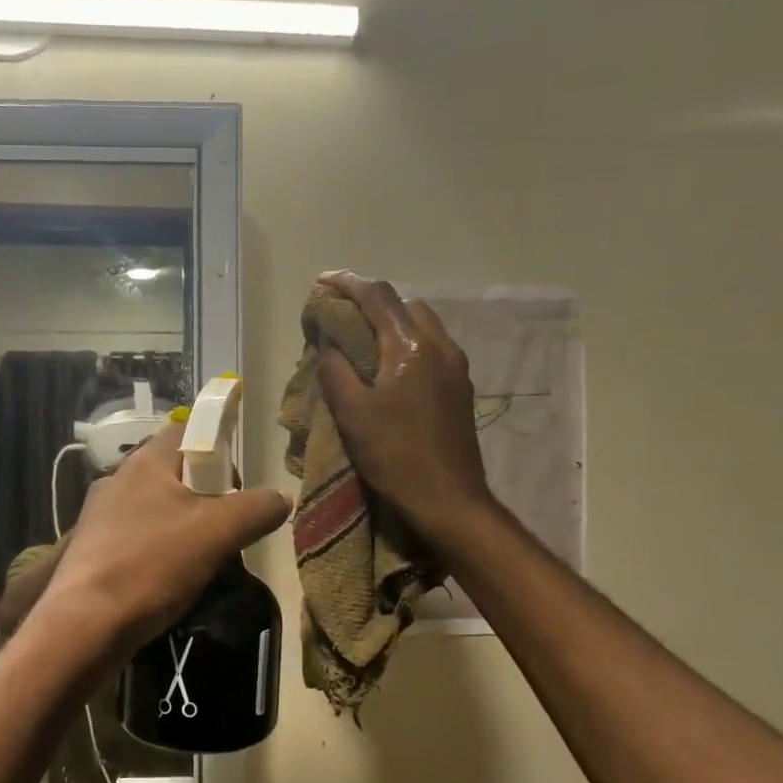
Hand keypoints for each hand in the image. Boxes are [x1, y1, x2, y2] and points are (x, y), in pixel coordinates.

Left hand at [39, 420, 290, 655]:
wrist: (85, 625)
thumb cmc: (152, 565)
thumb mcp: (217, 533)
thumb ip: (256, 508)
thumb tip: (282, 497)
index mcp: (144, 463)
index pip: (186, 430)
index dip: (217, 447)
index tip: (237, 482)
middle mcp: (117, 480)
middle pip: (173, 473)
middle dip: (205, 496)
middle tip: (227, 527)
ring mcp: (100, 517)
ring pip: (155, 509)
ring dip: (184, 527)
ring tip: (205, 558)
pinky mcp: (93, 551)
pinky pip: (138, 539)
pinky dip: (160, 551)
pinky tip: (171, 579)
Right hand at [313, 271, 492, 540]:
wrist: (449, 500)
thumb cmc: (395, 456)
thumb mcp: (351, 413)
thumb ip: (335, 370)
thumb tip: (329, 344)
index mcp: (411, 348)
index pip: (378, 297)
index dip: (347, 283)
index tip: (322, 281)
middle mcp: (440, 347)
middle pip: (404, 304)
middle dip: (371, 301)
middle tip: (340, 314)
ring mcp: (456, 368)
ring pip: (422, 324)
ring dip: (391, 322)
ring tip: (361, 339)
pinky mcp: (460, 389)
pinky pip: (431, 347)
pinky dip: (405, 343)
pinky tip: (388, 367)